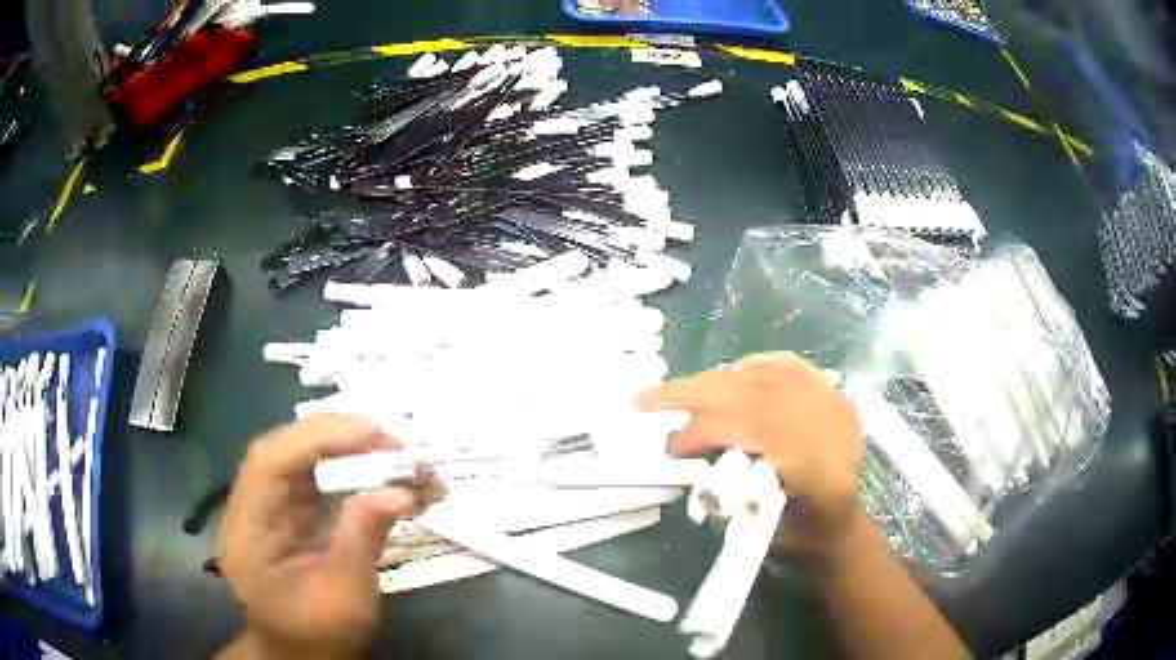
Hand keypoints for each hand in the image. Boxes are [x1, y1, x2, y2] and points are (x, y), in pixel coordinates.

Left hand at [219, 415, 419, 658]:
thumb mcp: (344, 600)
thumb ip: (362, 542)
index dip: (319, 436)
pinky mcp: (296, 511)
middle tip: (401, 446)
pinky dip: (359, 472)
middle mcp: (254, 505)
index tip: (375, 433)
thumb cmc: (317, 636)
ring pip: (308, 457)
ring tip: (405, 459)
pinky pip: (324, 478)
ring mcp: (274, 506)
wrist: (303, 655)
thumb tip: (400, 491)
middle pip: (290, 449)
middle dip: (344, 438)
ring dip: (356, 451)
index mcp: (249, 528)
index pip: (271, 460)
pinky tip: (392, 478)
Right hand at [636, 352, 865, 556]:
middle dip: (691, 393)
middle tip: (643, 401)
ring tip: (672, 389)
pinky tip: (725, 375)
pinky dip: (748, 367)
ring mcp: (827, 399)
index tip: (670, 450)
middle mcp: (822, 420)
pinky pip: (782, 364)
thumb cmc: (804, 534)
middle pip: (749, 392)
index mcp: (813, 460)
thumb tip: (693, 463)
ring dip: (711, 380)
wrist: (843, 522)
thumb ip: (731, 493)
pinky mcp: (827, 390)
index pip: (747, 427)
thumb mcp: (765, 529)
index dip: (702, 432)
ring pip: (760, 375)